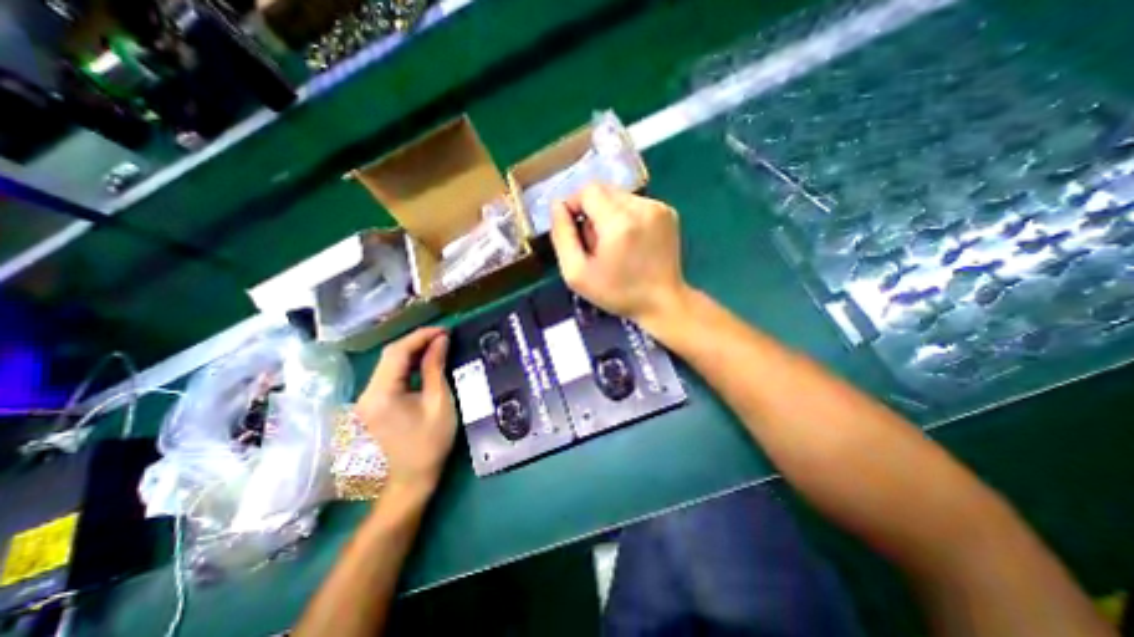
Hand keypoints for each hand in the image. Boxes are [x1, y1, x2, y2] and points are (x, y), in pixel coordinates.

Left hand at [357, 329, 454, 496]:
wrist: (407, 485)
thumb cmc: (429, 445)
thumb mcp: (439, 403)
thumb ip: (436, 368)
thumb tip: (441, 341)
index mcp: (381, 394)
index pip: (398, 352)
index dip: (421, 336)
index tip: (445, 330)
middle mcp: (365, 394)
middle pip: (390, 356)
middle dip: (417, 342)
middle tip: (444, 337)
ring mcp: (363, 402)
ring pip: (388, 366)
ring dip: (412, 353)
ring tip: (437, 347)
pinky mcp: (368, 408)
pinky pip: (387, 378)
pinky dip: (406, 367)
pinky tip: (422, 365)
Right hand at [553, 182, 689, 324]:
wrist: (663, 303)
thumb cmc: (617, 293)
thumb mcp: (577, 274)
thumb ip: (562, 236)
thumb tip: (556, 205)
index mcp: (619, 223)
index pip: (588, 190)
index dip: (574, 205)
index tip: (574, 229)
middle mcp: (642, 208)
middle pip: (604, 190)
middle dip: (591, 211)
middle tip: (595, 242)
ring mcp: (659, 208)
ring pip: (620, 196)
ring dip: (608, 214)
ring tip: (614, 243)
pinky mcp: (669, 212)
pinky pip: (636, 203)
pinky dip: (626, 217)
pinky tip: (630, 241)